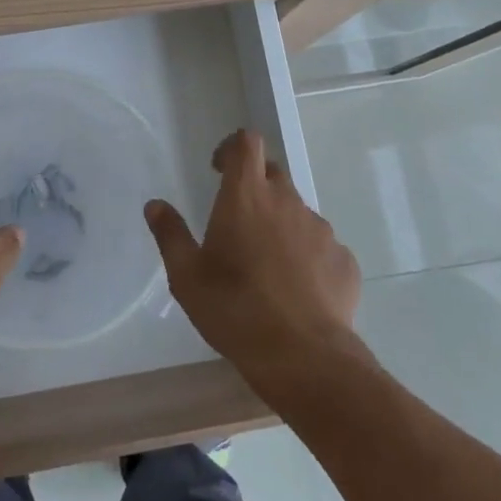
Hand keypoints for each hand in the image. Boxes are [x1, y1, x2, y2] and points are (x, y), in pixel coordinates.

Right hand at [145, 130, 362, 394]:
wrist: (305, 358)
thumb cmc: (235, 310)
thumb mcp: (186, 276)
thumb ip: (170, 235)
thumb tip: (155, 205)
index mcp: (247, 196)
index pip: (247, 143)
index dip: (232, 148)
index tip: (219, 170)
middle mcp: (287, 202)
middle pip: (273, 173)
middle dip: (254, 187)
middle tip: (237, 222)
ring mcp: (321, 230)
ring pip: (297, 212)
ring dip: (280, 225)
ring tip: (266, 266)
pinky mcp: (344, 260)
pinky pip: (320, 246)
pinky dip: (306, 256)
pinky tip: (296, 290)